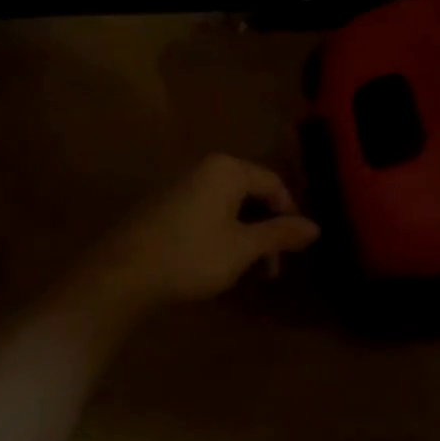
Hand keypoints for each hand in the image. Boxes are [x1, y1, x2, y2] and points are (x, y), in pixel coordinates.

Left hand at [74, 154, 320, 313]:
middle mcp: (204, 168)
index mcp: (227, 169)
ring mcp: (181, 184)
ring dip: (245, 236)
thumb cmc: (191, 255)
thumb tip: (316, 227)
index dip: (290, 215)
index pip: (274, 183)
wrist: (123, 273)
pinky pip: (206, 211)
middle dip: (266, 230)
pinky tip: (218, 264)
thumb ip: (280, 234)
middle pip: (250, 193)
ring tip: (246, 272)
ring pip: (228, 206)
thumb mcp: (243, 248)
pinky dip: (221, 233)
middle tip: (271, 270)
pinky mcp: (164, 204)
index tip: (293, 251)